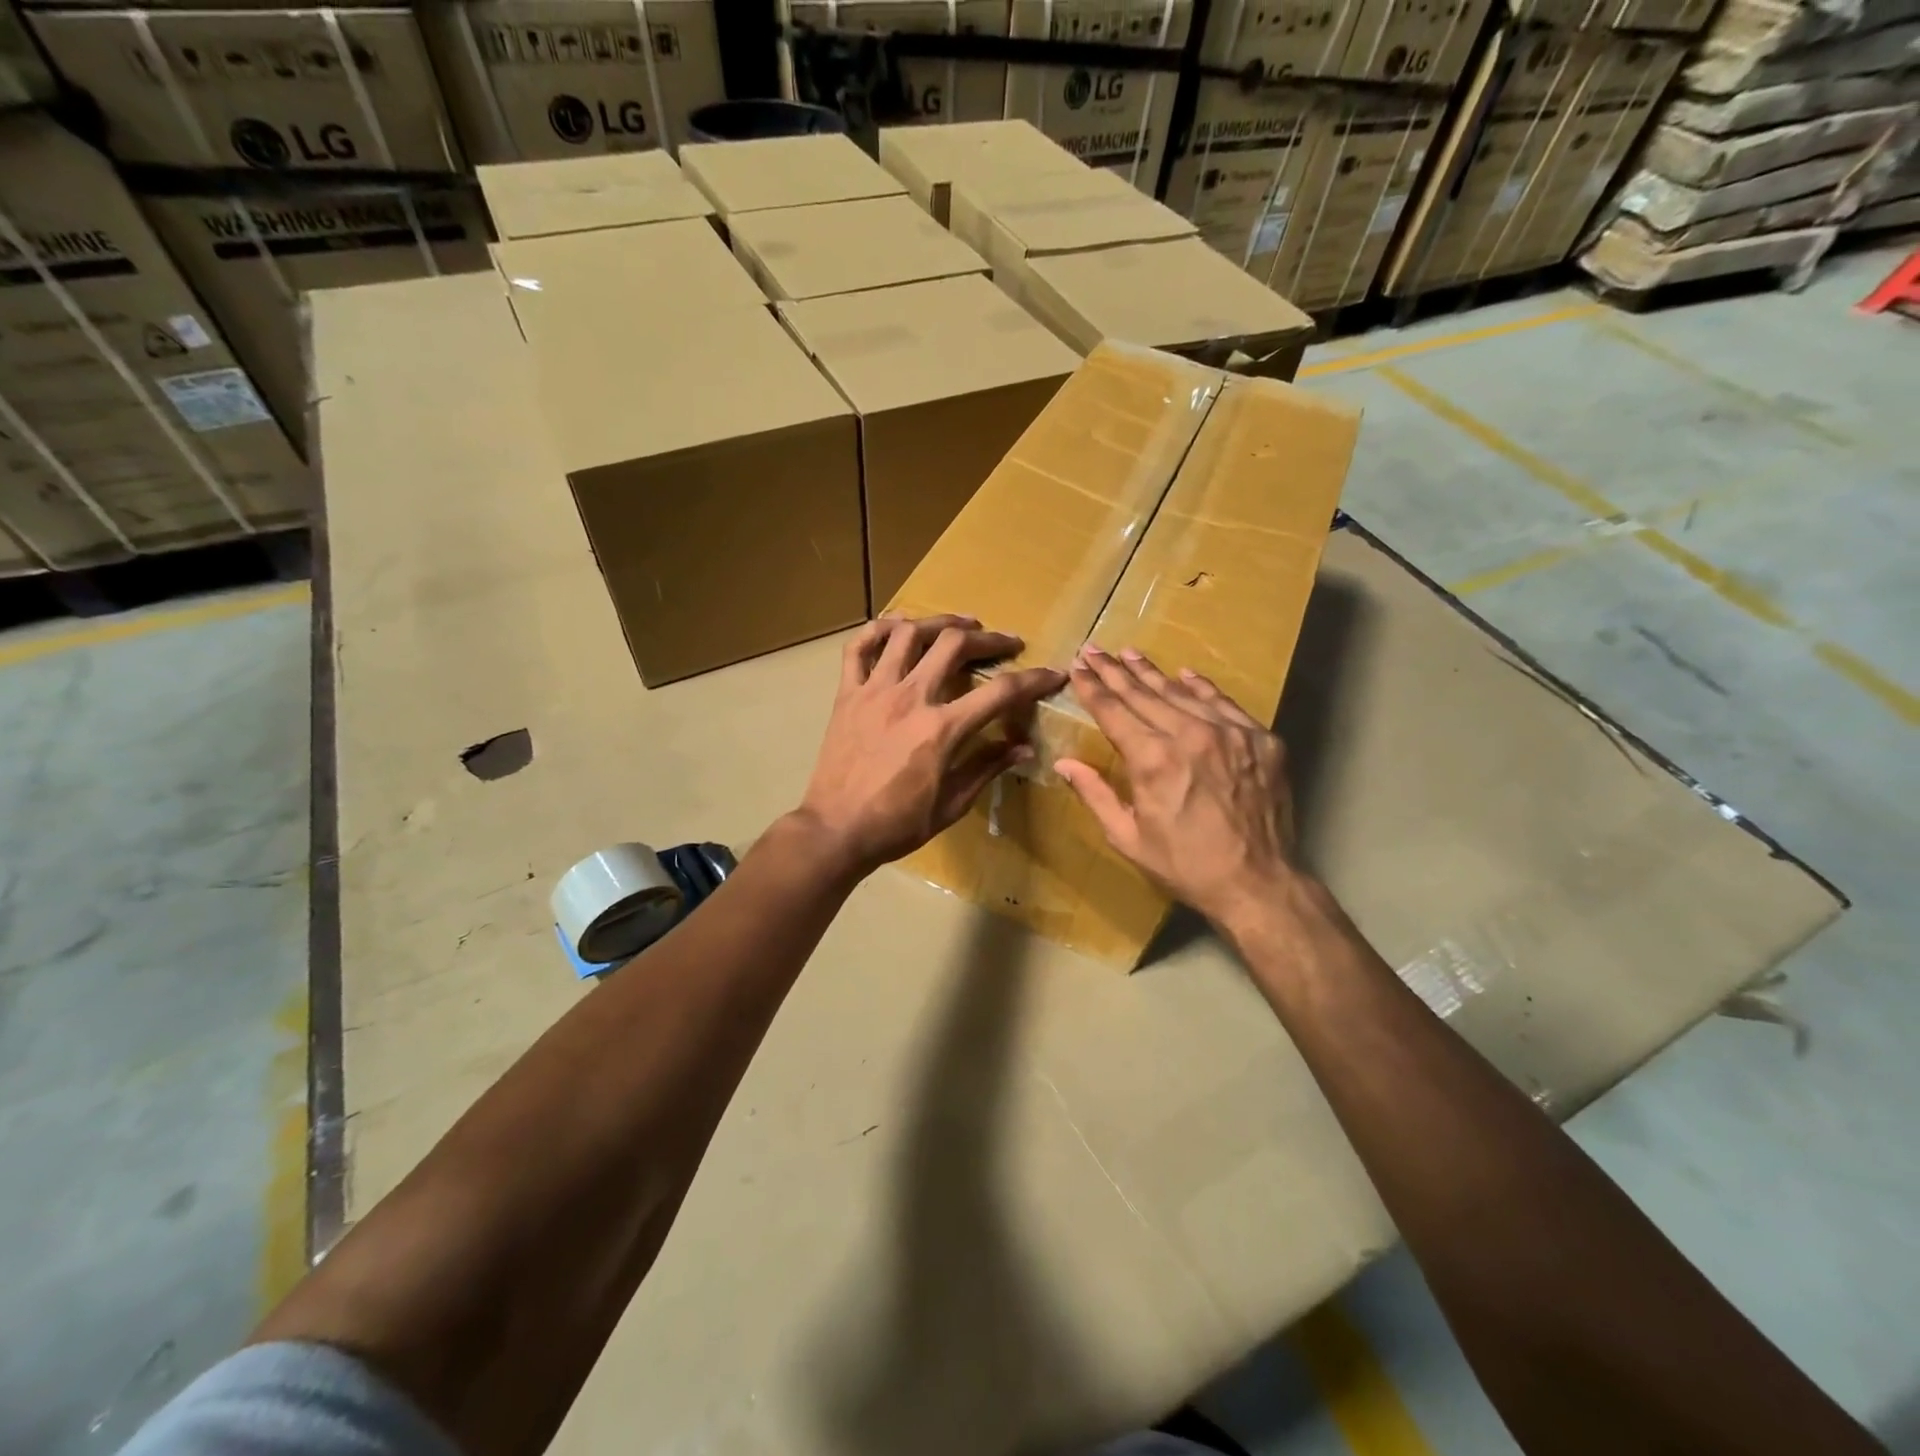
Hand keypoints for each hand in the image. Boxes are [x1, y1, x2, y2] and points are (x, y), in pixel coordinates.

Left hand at [796, 615, 1067, 877]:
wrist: (836, 829)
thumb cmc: (898, 824)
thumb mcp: (952, 804)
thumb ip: (987, 767)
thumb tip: (1024, 747)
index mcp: (942, 729)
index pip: (1000, 692)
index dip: (1033, 680)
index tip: (1052, 674)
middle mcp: (910, 698)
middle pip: (955, 645)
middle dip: (989, 638)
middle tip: (1005, 643)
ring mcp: (875, 690)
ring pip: (908, 634)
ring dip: (939, 622)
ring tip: (959, 626)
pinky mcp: (847, 694)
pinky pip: (859, 647)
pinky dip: (879, 629)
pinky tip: (898, 628)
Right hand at [1055, 645, 1300, 935]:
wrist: (1258, 883)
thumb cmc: (1185, 865)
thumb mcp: (1128, 837)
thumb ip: (1095, 794)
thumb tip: (1063, 763)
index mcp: (1153, 759)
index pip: (1114, 711)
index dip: (1092, 688)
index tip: (1077, 667)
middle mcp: (1191, 735)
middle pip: (1144, 694)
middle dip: (1114, 671)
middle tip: (1095, 649)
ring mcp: (1231, 733)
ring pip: (1182, 693)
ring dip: (1152, 673)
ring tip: (1130, 654)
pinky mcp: (1261, 740)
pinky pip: (1224, 703)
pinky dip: (1201, 687)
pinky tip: (1185, 674)